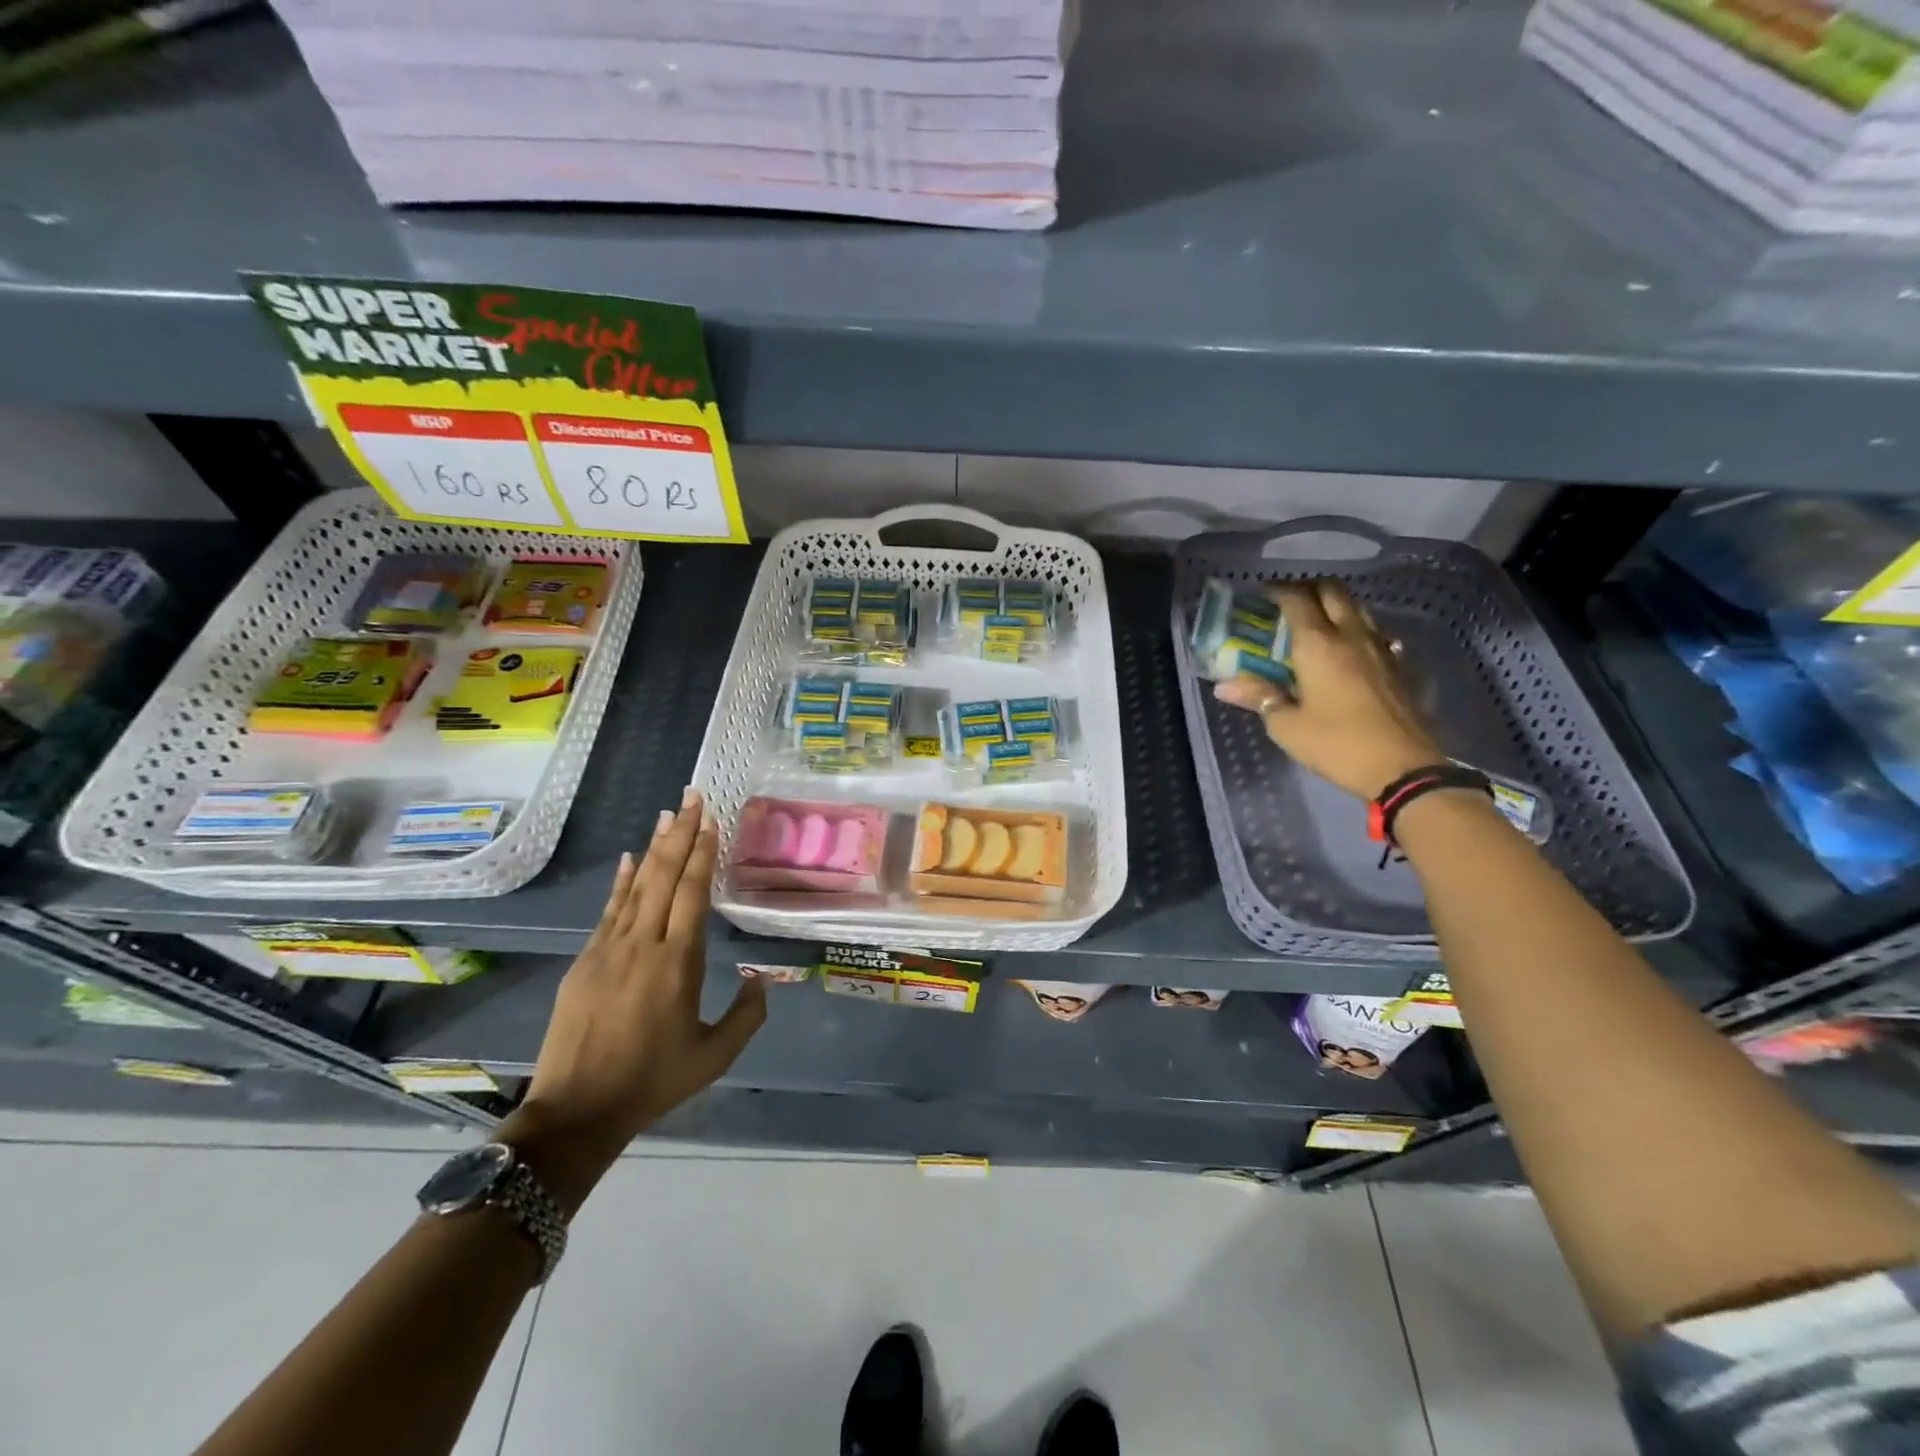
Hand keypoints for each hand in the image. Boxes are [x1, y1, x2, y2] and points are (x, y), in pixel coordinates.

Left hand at [502, 789, 766, 1208]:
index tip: (711, 821)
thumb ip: (748, 1015)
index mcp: (679, 964)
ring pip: (636, 887)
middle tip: (692, 797)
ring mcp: (609, 950)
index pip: (692, 894)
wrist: (577, 1111)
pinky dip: (621, 882)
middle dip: (680, 834)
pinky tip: (629, 859)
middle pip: (663, 877)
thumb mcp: (714, 1056)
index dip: (702, 854)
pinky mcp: (585, 961)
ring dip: (653, 848)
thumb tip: (763, 980)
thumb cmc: (653, 1082)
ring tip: (667, 814)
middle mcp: (644, 945)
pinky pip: (608, 911)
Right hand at [1213, 578, 1442, 799]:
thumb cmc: (1336, 745)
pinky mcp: (1399, 667)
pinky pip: (1375, 633)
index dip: (1277, 591)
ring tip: (1315, 622)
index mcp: (1318, 645)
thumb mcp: (1287, 726)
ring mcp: (1381, 649)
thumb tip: (1225, 684)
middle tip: (1288, 603)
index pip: (1297, 599)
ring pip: (1358, 608)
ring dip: (1335, 605)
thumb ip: (1259, 697)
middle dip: (1308, 588)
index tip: (1261, 595)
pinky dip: (1356, 630)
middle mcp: (1351, 636)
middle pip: (1332, 591)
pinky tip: (1348, 651)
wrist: (1403, 769)